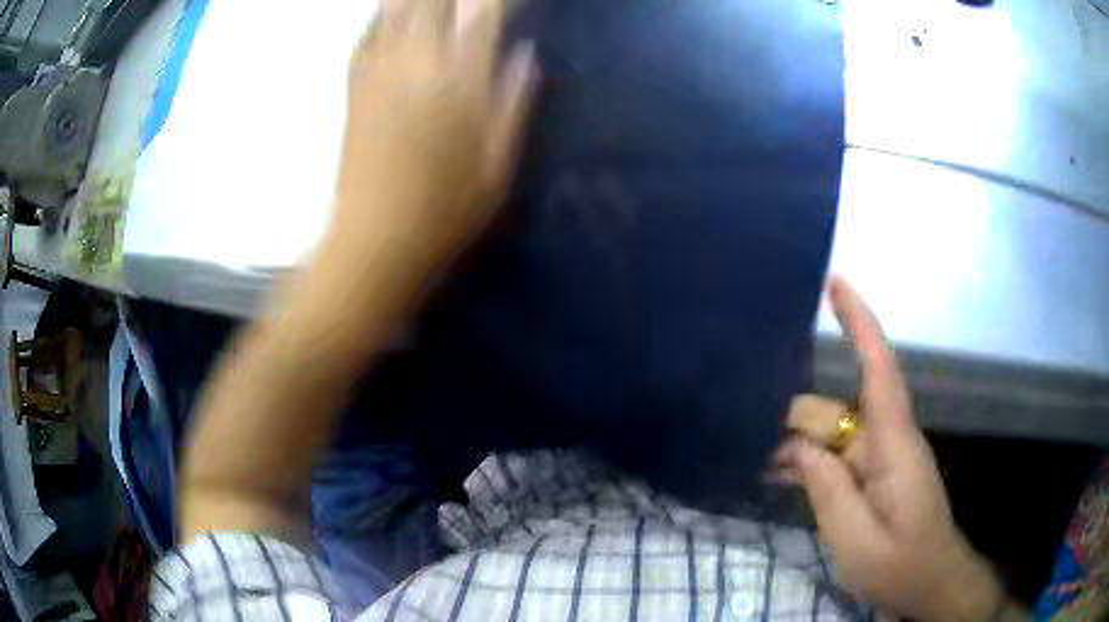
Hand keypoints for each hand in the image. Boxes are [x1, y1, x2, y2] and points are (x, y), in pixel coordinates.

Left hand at [328, 0, 536, 275]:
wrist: (374, 243)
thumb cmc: (444, 214)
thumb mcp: (497, 169)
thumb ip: (513, 105)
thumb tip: (526, 56)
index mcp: (461, 89)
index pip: (483, 20)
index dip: (494, 0)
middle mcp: (419, 70)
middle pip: (434, 4)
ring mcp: (380, 77)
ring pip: (396, 12)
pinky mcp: (354, 92)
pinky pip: (363, 39)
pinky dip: (376, 18)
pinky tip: (384, 8)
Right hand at [777, 277, 1018, 621]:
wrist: (930, 581)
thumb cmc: (900, 564)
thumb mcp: (856, 539)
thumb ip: (827, 490)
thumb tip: (796, 445)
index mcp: (893, 444)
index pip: (879, 368)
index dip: (860, 322)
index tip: (836, 282)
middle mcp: (888, 438)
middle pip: (837, 410)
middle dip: (794, 421)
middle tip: (748, 443)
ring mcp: (881, 456)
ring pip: (833, 432)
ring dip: (796, 445)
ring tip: (754, 460)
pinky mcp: (874, 472)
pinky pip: (837, 454)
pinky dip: (808, 460)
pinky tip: (777, 474)